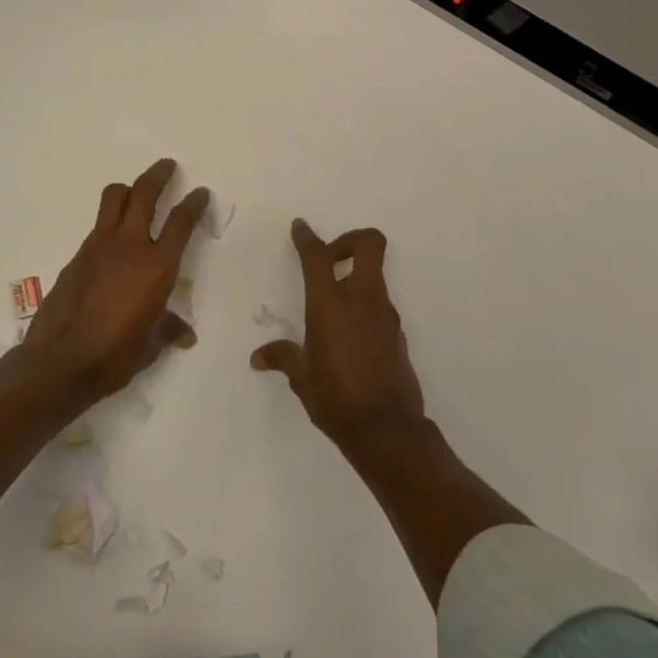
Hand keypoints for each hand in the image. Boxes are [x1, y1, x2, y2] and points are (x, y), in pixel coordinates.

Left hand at [23, 158, 207, 403]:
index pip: (181, 223)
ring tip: (136, 191)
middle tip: (168, 166)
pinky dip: (110, 221)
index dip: (193, 204)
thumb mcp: (150, 345)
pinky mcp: (77, 255)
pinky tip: (113, 239)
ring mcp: (99, 246)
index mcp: (157, 267)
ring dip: (129, 189)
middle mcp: (130, 246)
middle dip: (159, 175)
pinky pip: (98, 225)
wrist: (60, 362)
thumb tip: (184, 334)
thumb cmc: (115, 355)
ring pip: (114, 199)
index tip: (200, 192)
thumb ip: (168, 330)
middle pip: (144, 193)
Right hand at [252, 220, 424, 446]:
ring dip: (355, 277)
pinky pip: (380, 305)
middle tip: (330, 259)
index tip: (300, 228)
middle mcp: (362, 299)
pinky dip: (364, 306)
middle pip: (369, 244)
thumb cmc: (335, 399)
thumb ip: (283, 357)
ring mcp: (385, 314)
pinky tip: (349, 335)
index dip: (308, 237)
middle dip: (349, 240)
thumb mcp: (302, 378)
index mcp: (330, 304)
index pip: (318, 256)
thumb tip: (259, 357)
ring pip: (375, 275)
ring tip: (332, 306)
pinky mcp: (398, 332)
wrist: (386, 429)